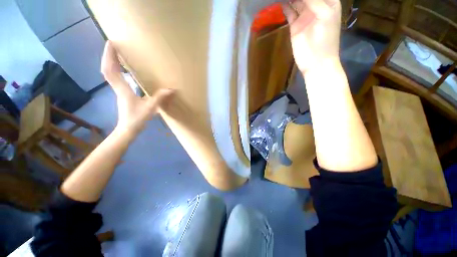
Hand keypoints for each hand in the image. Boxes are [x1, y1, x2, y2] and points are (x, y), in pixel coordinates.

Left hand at [101, 41, 173, 133]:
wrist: (128, 129)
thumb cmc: (137, 119)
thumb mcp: (150, 108)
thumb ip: (160, 98)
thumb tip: (171, 89)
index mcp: (123, 89)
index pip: (111, 70)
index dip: (109, 57)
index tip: (111, 43)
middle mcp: (118, 88)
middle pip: (107, 69)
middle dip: (108, 56)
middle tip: (112, 44)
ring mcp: (119, 91)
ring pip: (110, 73)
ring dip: (110, 62)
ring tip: (115, 53)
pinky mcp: (122, 94)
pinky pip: (115, 78)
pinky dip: (115, 70)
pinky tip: (122, 68)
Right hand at [282, 0, 341, 73]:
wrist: (316, 62)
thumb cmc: (325, 39)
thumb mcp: (324, 14)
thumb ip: (313, 0)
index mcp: (328, 1)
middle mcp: (316, 6)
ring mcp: (305, 16)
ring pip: (296, 1)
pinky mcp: (295, 26)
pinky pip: (289, 13)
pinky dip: (285, 7)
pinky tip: (280, 1)